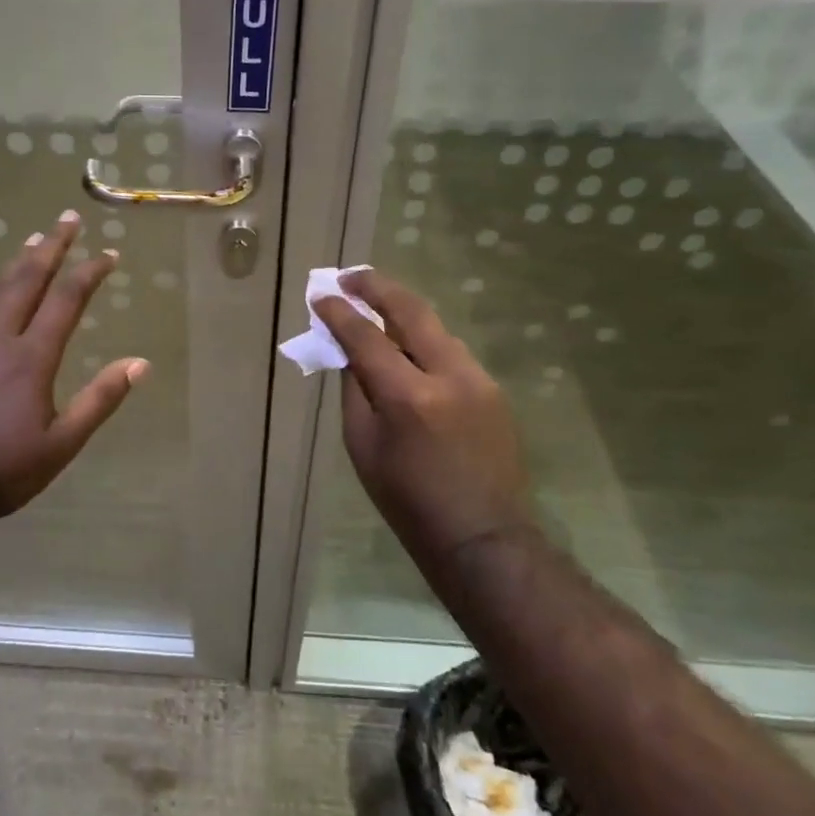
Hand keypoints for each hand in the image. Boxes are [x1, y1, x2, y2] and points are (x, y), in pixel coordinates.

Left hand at [0, 210, 148, 531]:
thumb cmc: (2, 471)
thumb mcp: (62, 444)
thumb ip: (100, 399)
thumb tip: (139, 363)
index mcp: (32, 358)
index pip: (67, 300)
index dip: (90, 272)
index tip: (108, 254)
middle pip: (28, 281)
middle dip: (52, 248)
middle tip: (67, 219)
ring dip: (14, 263)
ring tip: (33, 239)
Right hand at [315, 268, 534, 566]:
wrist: (482, 537)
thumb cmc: (407, 501)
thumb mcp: (363, 447)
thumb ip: (355, 391)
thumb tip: (348, 350)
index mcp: (409, 397)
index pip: (367, 337)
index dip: (340, 313)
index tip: (321, 296)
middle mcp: (449, 376)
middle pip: (411, 311)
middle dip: (377, 287)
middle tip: (350, 278)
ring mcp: (479, 380)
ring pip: (435, 328)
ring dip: (403, 312)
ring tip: (375, 306)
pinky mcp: (493, 389)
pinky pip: (451, 351)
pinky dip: (424, 340)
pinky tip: (407, 346)